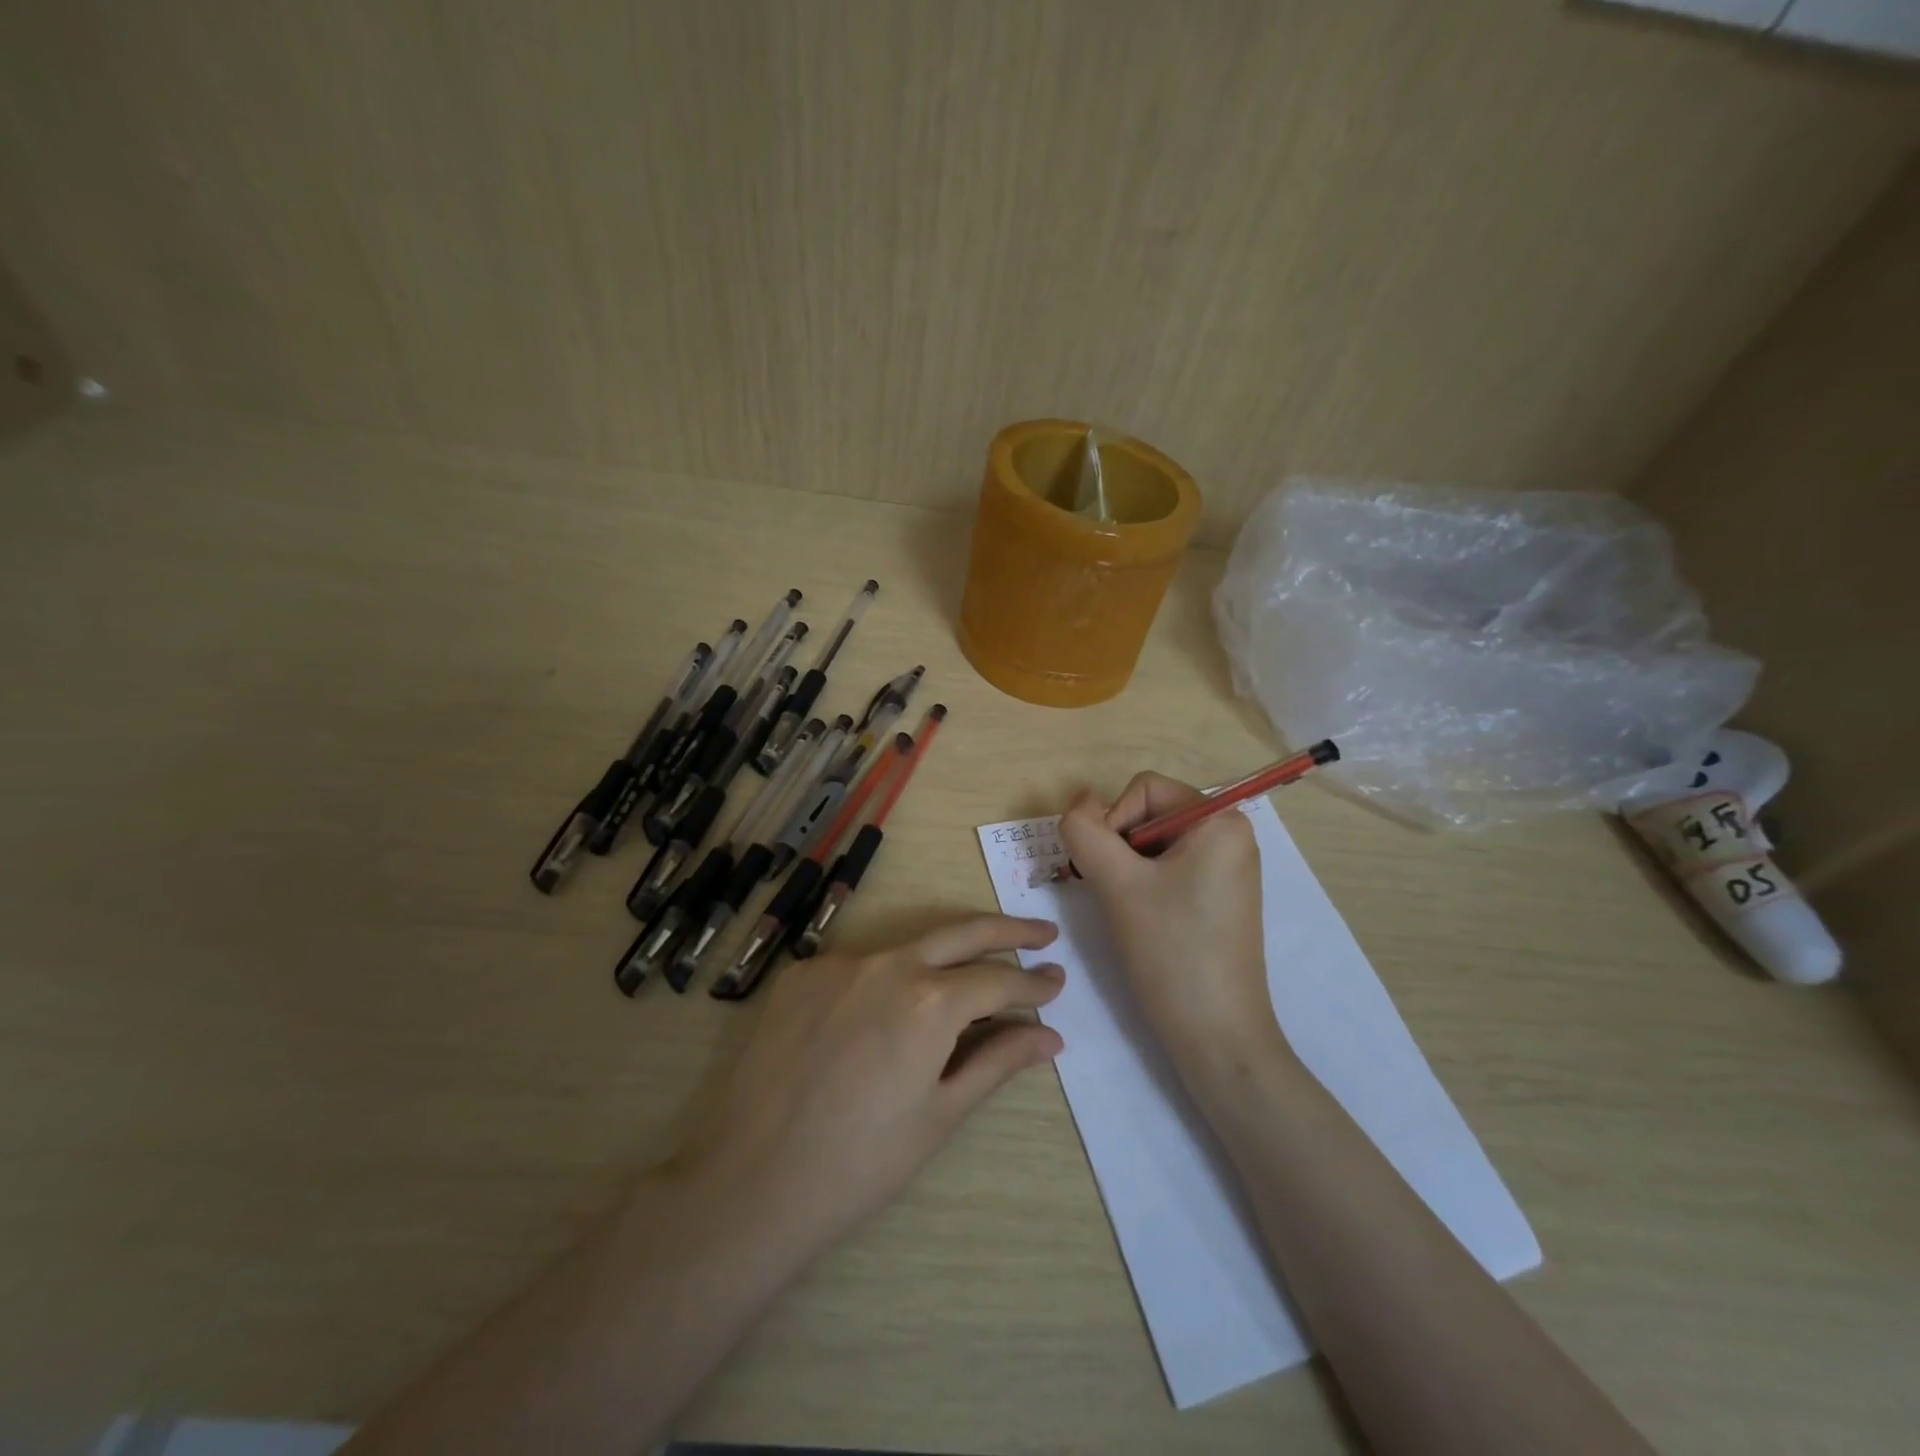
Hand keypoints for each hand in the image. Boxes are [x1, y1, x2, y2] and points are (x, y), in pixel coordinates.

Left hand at [664, 915, 1064, 1260]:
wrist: (750, 1182)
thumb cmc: (859, 1163)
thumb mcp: (939, 1114)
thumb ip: (997, 1062)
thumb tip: (1050, 1036)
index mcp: (929, 1000)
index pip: (997, 981)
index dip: (1033, 985)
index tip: (1058, 983)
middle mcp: (887, 963)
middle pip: (962, 932)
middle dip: (1009, 932)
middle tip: (1042, 935)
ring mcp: (838, 962)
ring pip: (908, 947)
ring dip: (946, 956)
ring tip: (973, 973)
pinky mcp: (801, 973)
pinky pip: (859, 966)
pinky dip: (887, 979)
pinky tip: (889, 1010)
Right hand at [1058, 773, 1285, 1075]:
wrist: (1217, 1036)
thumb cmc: (1171, 951)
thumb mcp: (1117, 884)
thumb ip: (1085, 832)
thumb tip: (1078, 804)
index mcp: (1219, 820)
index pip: (1144, 789)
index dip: (1112, 822)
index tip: (1108, 872)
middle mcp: (1231, 835)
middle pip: (1150, 814)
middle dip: (1120, 848)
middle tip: (1113, 894)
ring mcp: (1228, 868)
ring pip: (1154, 845)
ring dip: (1127, 869)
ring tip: (1128, 911)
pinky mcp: (1220, 897)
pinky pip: (1171, 869)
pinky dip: (1145, 886)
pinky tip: (1143, 921)